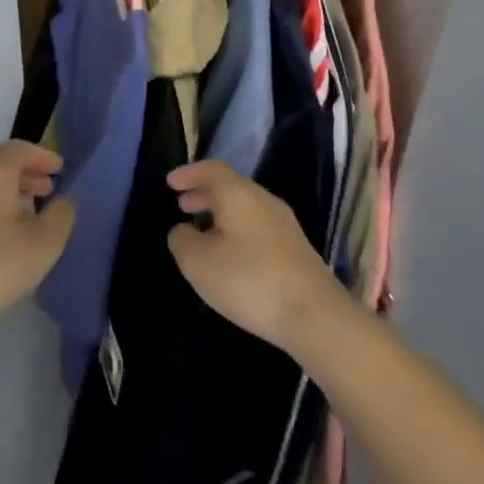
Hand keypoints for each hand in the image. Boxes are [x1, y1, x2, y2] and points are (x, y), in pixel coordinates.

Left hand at [0, 141, 74, 320]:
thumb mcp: (42, 244)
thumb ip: (60, 217)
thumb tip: (65, 201)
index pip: (20, 149)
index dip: (43, 156)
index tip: (60, 168)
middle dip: (26, 173)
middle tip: (47, 189)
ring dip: (7, 190)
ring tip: (27, 210)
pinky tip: (1, 229)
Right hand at [166, 161, 346, 356]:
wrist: (314, 314)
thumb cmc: (248, 280)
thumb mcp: (199, 262)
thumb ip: (182, 240)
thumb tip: (182, 230)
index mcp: (239, 194)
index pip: (211, 170)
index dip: (189, 173)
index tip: (170, 182)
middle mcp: (263, 200)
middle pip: (230, 187)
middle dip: (204, 194)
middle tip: (182, 206)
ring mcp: (284, 224)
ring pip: (245, 207)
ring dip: (220, 214)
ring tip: (202, 231)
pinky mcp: (295, 248)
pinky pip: (257, 226)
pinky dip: (236, 230)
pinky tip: (230, 254)